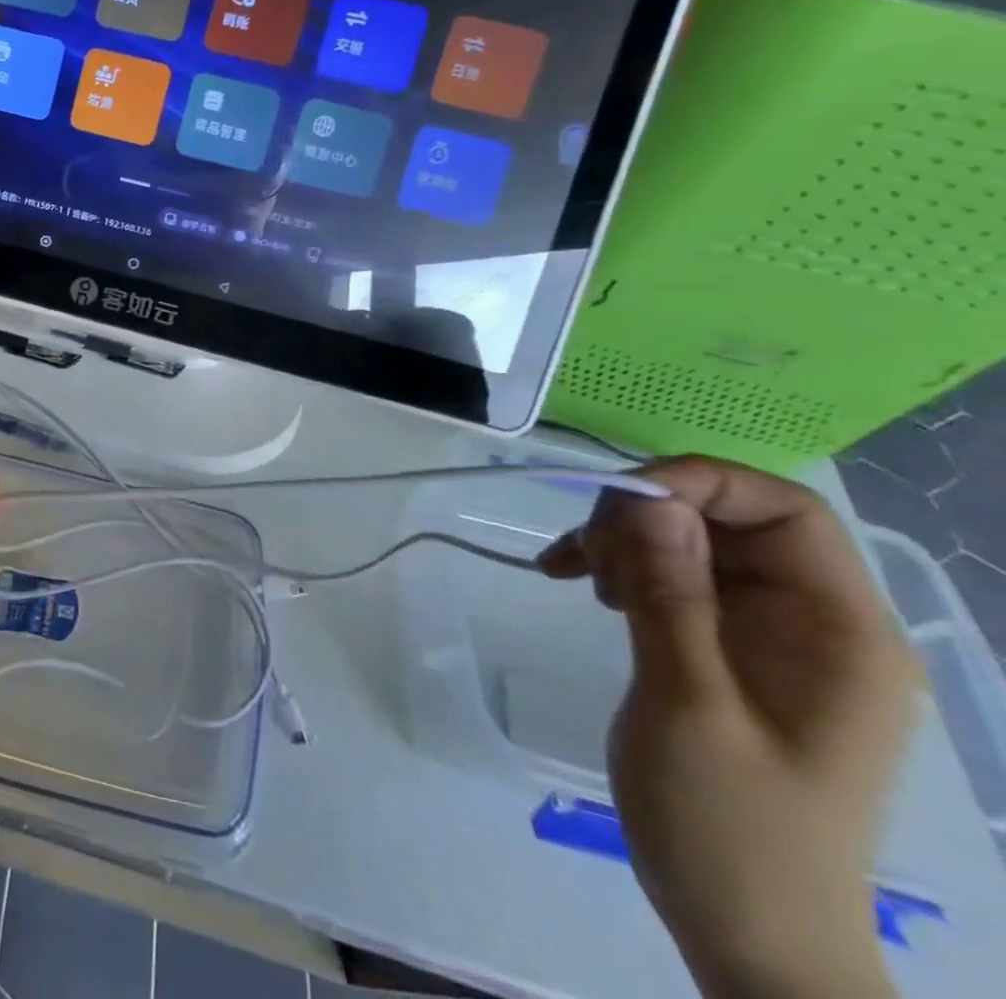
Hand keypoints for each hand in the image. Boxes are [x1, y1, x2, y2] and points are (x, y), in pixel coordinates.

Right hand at [540, 457, 920, 998]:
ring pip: (693, 544)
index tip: (615, 503)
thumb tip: (649, 501)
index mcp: (841, 633)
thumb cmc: (731, 828)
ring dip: (625, 542)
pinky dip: (623, 570)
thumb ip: (672, 596)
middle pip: (731, 520)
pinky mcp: (729, 652)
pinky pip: (675, 579)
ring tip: (574, 574)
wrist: (748, 932)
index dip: (701, 483)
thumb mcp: (689, 704)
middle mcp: (816, 623)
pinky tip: (580, 586)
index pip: (786, 511)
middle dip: (647, 517)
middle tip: (583, 553)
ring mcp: (771, 638)